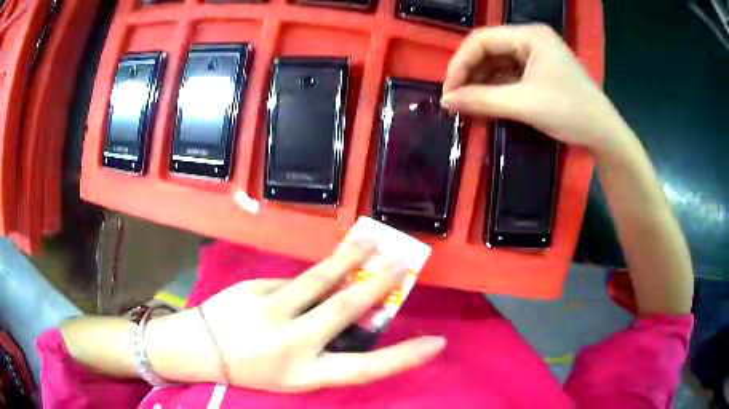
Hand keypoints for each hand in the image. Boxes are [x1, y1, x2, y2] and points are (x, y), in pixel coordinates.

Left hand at [159, 240, 445, 391]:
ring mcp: (271, 311)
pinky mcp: (254, 288)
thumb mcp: (293, 374)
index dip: (403, 357)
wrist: (201, 350)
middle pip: (344, 310)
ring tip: (370, 243)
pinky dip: (306, 281)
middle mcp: (292, 343)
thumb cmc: (253, 369)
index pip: (366, 368)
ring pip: (319, 279)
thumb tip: (356, 317)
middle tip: (402, 265)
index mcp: (305, 374)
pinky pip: (291, 281)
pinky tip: (309, 281)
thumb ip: (324, 349)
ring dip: (349, 260)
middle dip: (378, 286)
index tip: (436, 342)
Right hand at [441, 24, 629, 154]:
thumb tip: (445, 102)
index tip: (448, 92)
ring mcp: (536, 57)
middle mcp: (531, 40)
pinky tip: (486, 104)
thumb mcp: (525, 104)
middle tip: (456, 100)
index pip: (482, 40)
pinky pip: (510, 77)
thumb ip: (482, 100)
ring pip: (498, 65)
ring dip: (481, 84)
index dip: (460, 64)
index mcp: (529, 36)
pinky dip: (496, 90)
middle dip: (470, 75)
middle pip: (489, 51)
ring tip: (468, 105)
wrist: (605, 136)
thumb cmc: (571, 112)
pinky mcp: (540, 73)